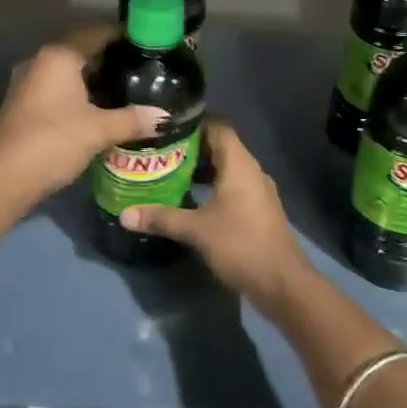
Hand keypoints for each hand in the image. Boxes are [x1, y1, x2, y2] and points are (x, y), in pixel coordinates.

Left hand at [0, 29, 166, 202]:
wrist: (3, 178)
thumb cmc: (54, 141)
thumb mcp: (99, 130)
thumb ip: (132, 119)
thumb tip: (165, 116)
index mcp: (59, 56)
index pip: (96, 33)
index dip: (122, 36)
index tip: (147, 43)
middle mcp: (40, 62)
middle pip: (81, 51)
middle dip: (109, 60)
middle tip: (141, 68)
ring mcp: (27, 83)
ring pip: (68, 73)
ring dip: (92, 79)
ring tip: (124, 90)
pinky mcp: (22, 105)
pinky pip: (56, 89)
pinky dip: (77, 94)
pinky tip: (97, 110)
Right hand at [122, 120, 310, 307]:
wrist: (282, 283)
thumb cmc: (240, 245)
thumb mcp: (196, 230)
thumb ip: (161, 218)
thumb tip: (124, 214)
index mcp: (240, 165)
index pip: (219, 128)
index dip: (195, 124)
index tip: (167, 128)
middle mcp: (252, 171)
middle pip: (222, 148)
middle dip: (192, 149)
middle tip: (161, 152)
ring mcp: (258, 192)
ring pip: (227, 170)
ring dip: (202, 170)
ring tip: (170, 174)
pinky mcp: (259, 211)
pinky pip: (233, 188)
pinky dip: (213, 188)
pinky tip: (191, 201)